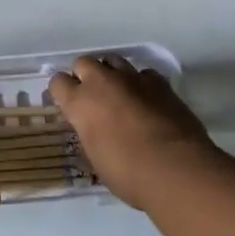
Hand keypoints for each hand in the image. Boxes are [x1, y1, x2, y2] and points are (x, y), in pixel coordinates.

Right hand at [48, 54, 212, 207]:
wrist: (177, 170)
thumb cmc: (129, 174)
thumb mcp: (96, 159)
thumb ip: (90, 135)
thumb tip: (92, 129)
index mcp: (80, 103)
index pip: (58, 82)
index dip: (62, 92)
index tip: (68, 104)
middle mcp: (102, 82)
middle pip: (84, 62)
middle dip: (85, 76)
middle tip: (94, 97)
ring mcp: (132, 78)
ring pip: (113, 60)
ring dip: (111, 73)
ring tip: (119, 93)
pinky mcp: (159, 82)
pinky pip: (143, 73)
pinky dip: (141, 83)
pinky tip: (147, 99)